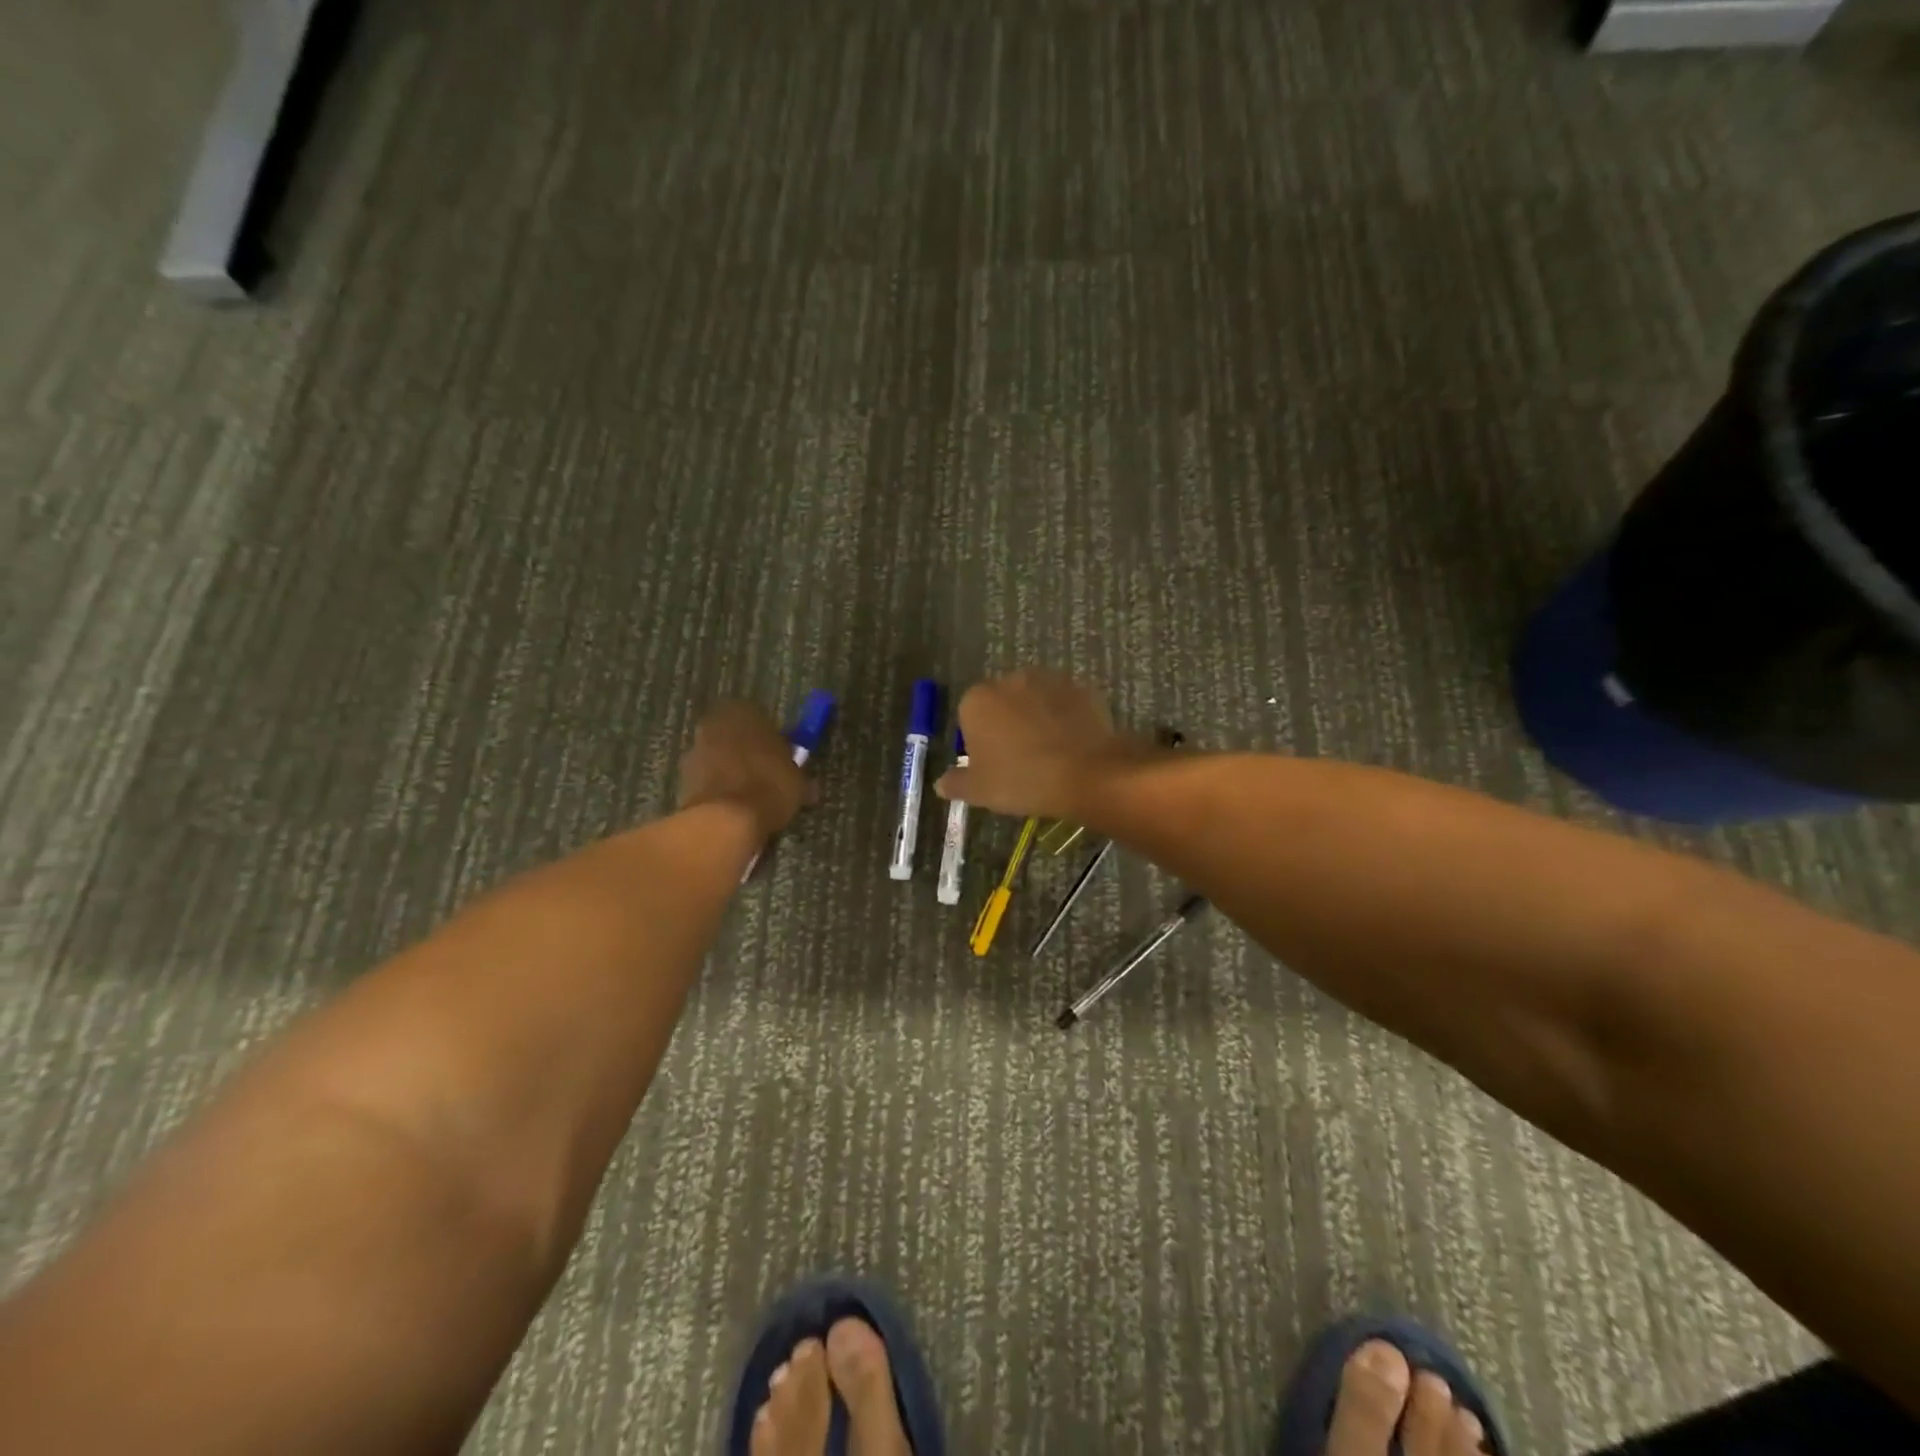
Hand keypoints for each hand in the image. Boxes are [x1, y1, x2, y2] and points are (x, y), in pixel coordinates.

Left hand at [677, 702, 814, 840]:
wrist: (725, 820)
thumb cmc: (769, 787)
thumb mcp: (798, 783)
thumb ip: (798, 777)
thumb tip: (808, 786)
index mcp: (743, 712)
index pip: (759, 716)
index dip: (770, 738)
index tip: (781, 757)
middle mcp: (714, 725)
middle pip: (734, 736)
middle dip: (747, 753)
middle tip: (765, 776)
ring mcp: (694, 752)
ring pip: (718, 758)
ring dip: (730, 772)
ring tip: (750, 798)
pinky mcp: (682, 779)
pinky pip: (707, 780)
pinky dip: (718, 790)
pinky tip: (734, 809)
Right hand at [934, 670, 1138, 820]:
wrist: (1085, 774)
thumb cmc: (1021, 780)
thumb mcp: (979, 791)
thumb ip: (955, 783)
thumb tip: (940, 783)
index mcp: (977, 700)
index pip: (968, 716)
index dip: (978, 740)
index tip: (991, 764)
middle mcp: (1010, 680)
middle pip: (1002, 702)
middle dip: (1007, 723)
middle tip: (1019, 759)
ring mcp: (1049, 680)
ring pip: (1035, 700)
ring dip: (1037, 718)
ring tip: (1049, 752)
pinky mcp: (1081, 688)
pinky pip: (1065, 704)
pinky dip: (1066, 718)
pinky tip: (1072, 745)